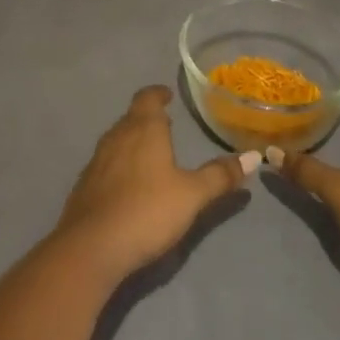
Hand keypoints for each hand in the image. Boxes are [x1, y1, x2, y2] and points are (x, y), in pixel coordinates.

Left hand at [54, 85, 256, 282]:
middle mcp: (117, 135)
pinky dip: (120, 163)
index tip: (168, 96)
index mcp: (143, 128)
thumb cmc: (147, 210)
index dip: (158, 94)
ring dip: (133, 140)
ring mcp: (98, 159)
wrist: (93, 245)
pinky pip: (107, 162)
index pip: (148, 97)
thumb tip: (253, 156)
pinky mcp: (86, 183)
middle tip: (166, 126)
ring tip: (151, 152)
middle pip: (132, 117)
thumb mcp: (192, 195)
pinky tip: (129, 183)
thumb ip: (220, 176)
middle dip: (148, 118)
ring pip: (118, 138)